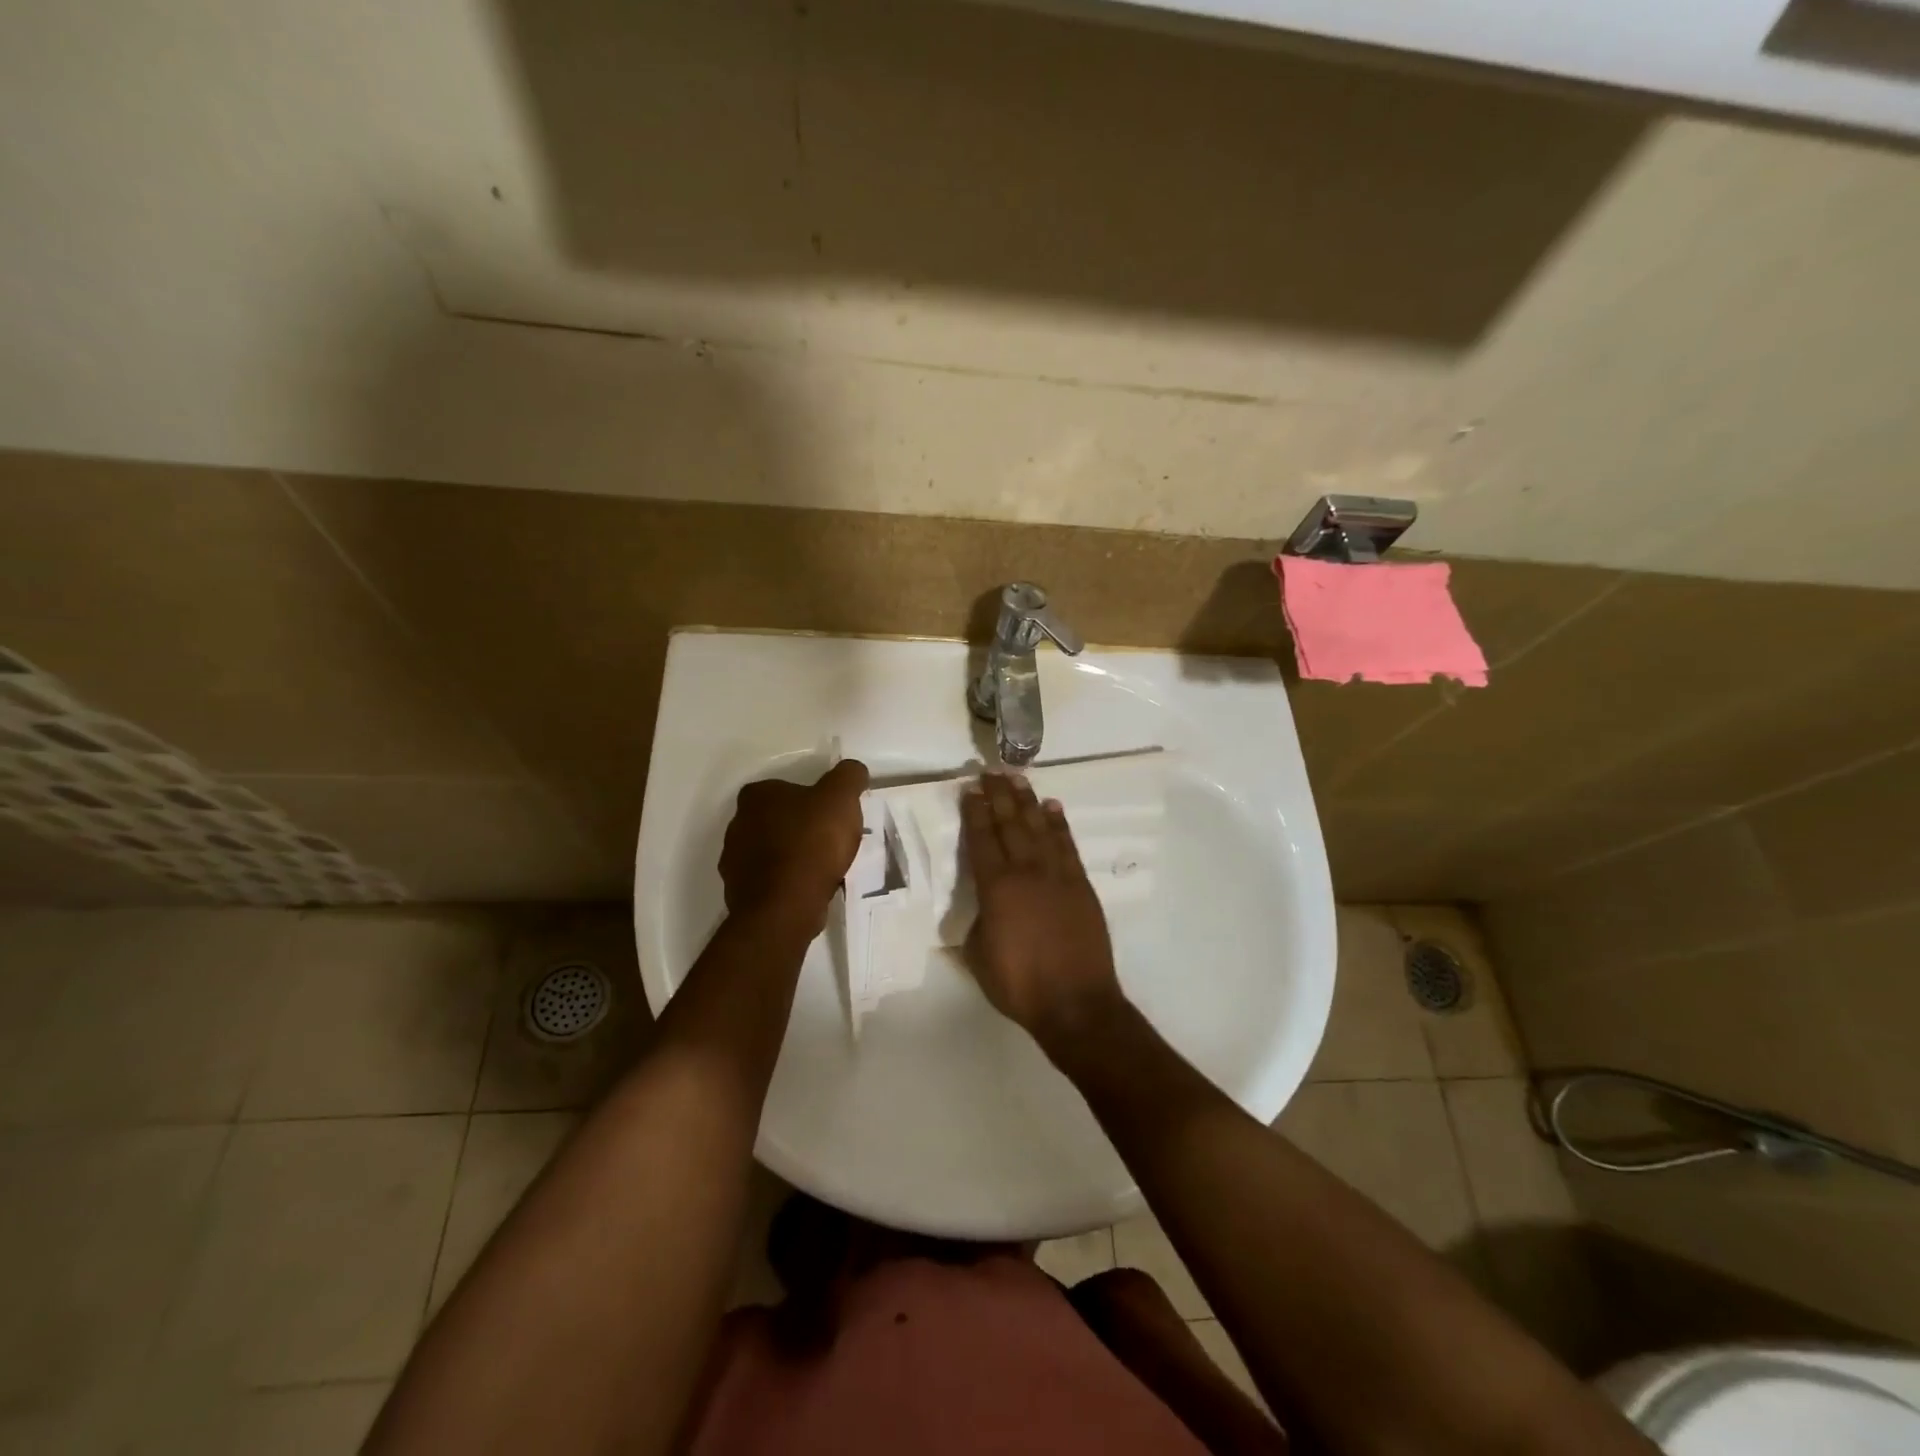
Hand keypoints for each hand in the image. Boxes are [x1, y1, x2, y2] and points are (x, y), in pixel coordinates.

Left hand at [720, 759, 869, 931]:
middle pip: (777, 820)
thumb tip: (853, 770)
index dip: (811, 799)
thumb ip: (849, 776)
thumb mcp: (841, 797)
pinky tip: (809, 890)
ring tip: (824, 869)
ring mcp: (734, 861)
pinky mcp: (739, 893)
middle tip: (831, 841)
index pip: (784, 788)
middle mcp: (737, 824)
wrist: (786, 907)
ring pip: (772, 852)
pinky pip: (769, 881)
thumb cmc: (812, 843)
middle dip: (801, 828)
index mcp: (756, 796)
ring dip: (793, 857)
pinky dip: (787, 883)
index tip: (832, 815)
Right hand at [961, 772, 1123, 1049]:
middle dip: (999, 796)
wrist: (1075, 1003)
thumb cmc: (1019, 985)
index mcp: (996, 888)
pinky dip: (1059, 824)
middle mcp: (1026, 872)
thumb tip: (982, 908)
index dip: (975, 812)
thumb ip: (977, 923)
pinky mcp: (1081, 885)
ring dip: (1028, 801)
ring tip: (1019, 779)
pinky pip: (1067, 845)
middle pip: (1010, 824)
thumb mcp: (978, 957)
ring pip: (1039, 828)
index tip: (970, 789)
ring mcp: (1057, 875)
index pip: (982, 840)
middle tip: (991, 771)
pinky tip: (1052, 808)